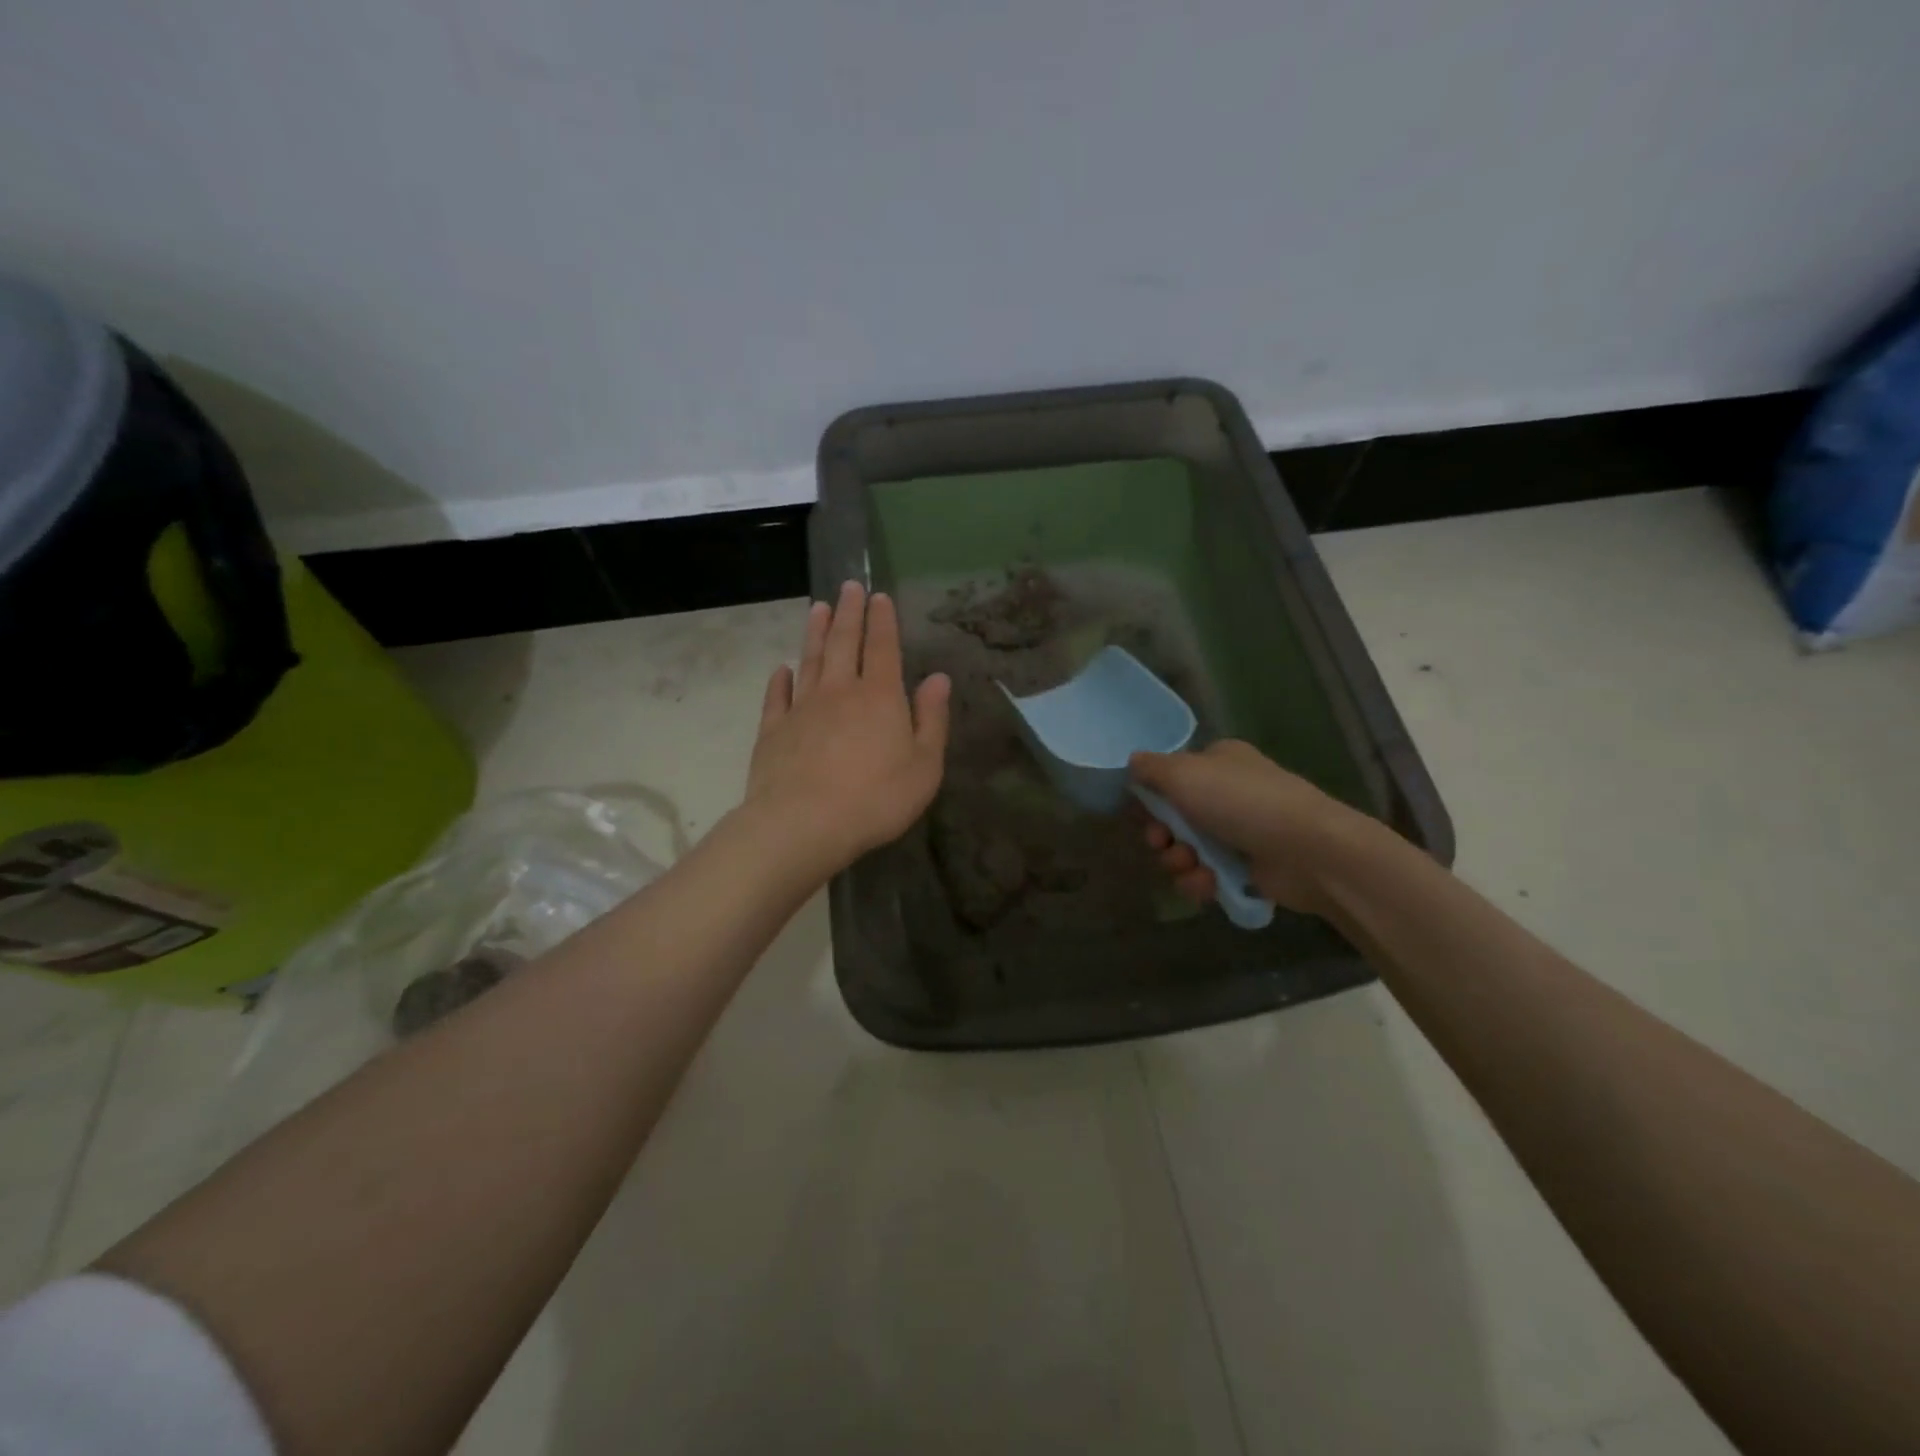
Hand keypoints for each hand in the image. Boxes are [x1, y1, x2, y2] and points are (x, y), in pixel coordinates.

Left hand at [744, 581, 950, 877]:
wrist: (804, 823)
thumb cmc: (876, 798)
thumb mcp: (924, 765)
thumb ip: (932, 719)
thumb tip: (939, 678)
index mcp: (880, 697)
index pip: (883, 648)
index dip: (883, 621)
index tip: (879, 596)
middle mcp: (840, 691)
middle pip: (844, 643)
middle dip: (849, 613)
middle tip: (848, 586)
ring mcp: (802, 708)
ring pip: (810, 660)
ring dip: (816, 633)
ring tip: (818, 608)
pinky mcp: (773, 730)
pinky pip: (777, 696)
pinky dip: (780, 679)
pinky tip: (781, 669)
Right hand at [1130, 740, 1383, 914]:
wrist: (1308, 851)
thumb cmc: (1241, 802)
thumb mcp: (1184, 773)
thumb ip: (1150, 768)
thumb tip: (1132, 763)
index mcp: (1218, 761)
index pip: (1173, 776)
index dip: (1153, 797)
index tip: (1144, 814)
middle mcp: (1229, 793)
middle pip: (1175, 817)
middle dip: (1162, 836)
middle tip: (1162, 844)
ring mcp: (1241, 832)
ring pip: (1188, 850)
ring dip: (1179, 862)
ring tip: (1191, 868)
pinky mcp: (1249, 868)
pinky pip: (1208, 875)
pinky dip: (1201, 882)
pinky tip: (1207, 884)